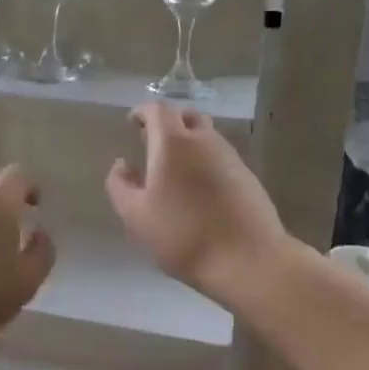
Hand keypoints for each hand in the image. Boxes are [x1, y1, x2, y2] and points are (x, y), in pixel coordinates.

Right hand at [105, 103, 287, 301]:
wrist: (248, 260)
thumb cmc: (183, 235)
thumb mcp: (136, 215)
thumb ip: (120, 185)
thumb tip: (122, 164)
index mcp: (173, 143)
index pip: (157, 109)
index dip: (142, 112)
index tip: (131, 123)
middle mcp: (204, 140)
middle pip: (186, 116)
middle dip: (167, 122)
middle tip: (151, 142)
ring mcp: (230, 157)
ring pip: (206, 135)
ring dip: (187, 141)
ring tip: (173, 168)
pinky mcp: (247, 176)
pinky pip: (220, 155)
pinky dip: (204, 159)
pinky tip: (197, 188)